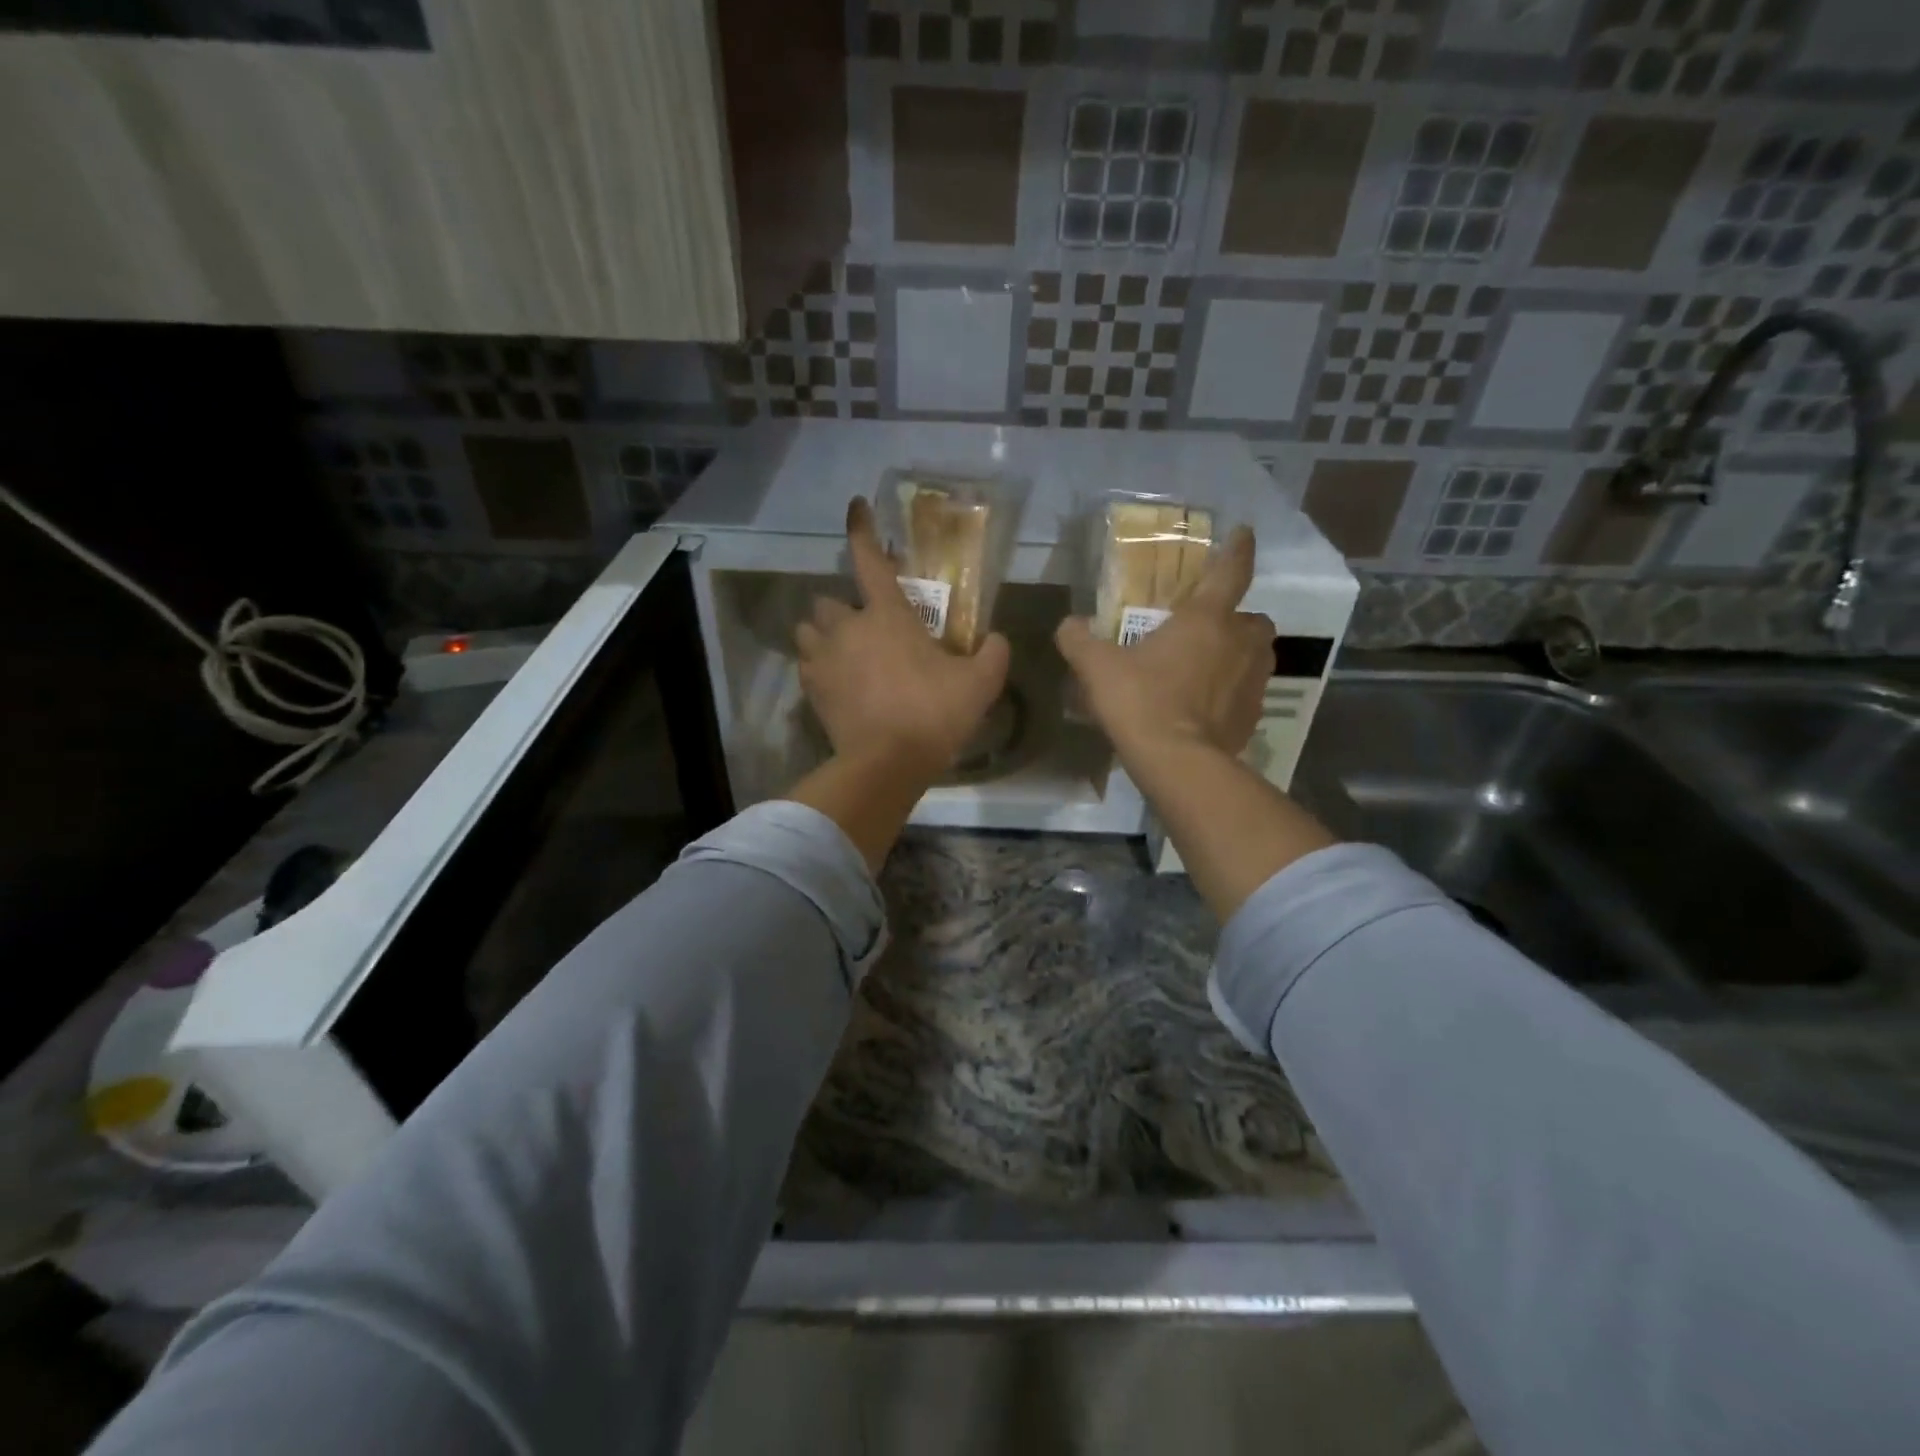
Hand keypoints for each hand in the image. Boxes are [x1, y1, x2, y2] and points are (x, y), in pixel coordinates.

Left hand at [796, 497, 1010, 781]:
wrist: (887, 764)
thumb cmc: (933, 714)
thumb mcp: (980, 684)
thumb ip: (993, 654)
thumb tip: (996, 640)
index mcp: (887, 615)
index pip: (869, 559)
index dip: (861, 529)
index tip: (855, 506)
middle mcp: (847, 627)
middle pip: (828, 600)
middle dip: (842, 608)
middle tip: (864, 626)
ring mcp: (824, 659)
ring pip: (808, 631)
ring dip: (822, 635)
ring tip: (842, 652)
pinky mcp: (811, 690)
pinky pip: (806, 666)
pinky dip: (817, 667)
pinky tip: (835, 682)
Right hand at [1054, 526, 1273, 767]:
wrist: (1178, 762)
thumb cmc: (1141, 701)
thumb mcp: (1098, 668)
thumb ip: (1079, 640)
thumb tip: (1067, 624)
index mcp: (1206, 619)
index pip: (1231, 571)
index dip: (1238, 549)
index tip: (1244, 533)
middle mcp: (1239, 643)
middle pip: (1254, 619)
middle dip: (1237, 619)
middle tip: (1209, 629)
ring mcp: (1253, 681)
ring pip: (1257, 655)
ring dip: (1239, 654)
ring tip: (1209, 667)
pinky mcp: (1253, 715)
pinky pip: (1249, 693)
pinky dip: (1233, 692)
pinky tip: (1207, 706)